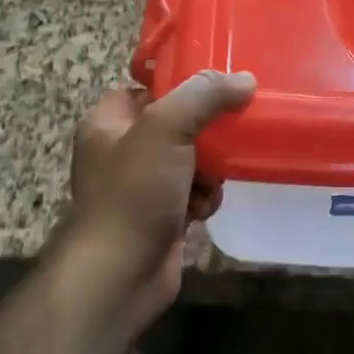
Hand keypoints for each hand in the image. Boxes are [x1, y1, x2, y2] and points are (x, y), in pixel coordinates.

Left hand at [64, 70, 255, 332]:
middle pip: (178, 125)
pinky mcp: (161, 216)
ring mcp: (141, 186)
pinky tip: (203, 210)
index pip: (151, 89)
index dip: (183, 87)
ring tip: (212, 181)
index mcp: (108, 122)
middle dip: (206, 134)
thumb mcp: (166, 129)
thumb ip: (204, 96)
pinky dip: (204, 198)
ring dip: (210, 170)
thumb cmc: (133, 193)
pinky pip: (193, 192)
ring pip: (192, 160)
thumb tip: (244, 79)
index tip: (220, 89)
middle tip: (229, 136)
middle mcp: (121, 151)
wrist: (120, 274)